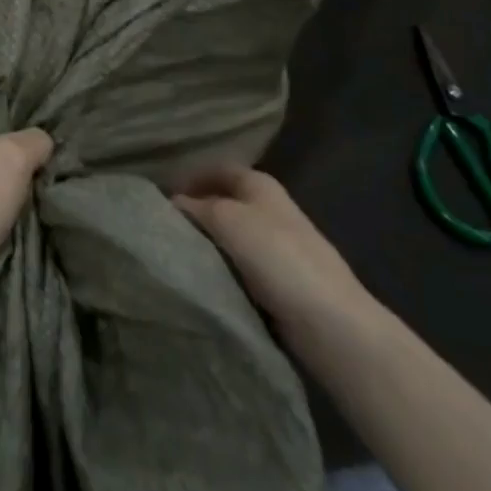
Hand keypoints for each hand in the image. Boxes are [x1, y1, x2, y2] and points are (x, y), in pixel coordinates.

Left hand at [0, 107, 52, 318]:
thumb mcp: (15, 155)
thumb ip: (36, 139)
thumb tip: (44, 142)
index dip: (25, 105)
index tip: (53, 114)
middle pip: (2, 133)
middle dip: (28, 142)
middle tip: (60, 146)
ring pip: (1, 165)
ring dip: (23, 173)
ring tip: (53, 171)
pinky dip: (13, 196)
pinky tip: (35, 198)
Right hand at [174, 169, 374, 331]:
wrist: (329, 321)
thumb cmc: (276, 257)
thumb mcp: (227, 219)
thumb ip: (197, 207)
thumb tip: (173, 202)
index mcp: (261, 185)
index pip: (219, 169)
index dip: (191, 177)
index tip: (161, 196)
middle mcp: (270, 208)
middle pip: (224, 202)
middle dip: (196, 211)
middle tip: (163, 227)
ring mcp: (278, 246)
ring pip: (230, 236)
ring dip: (207, 242)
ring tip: (176, 253)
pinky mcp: (280, 280)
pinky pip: (240, 266)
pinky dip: (221, 268)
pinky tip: (203, 278)